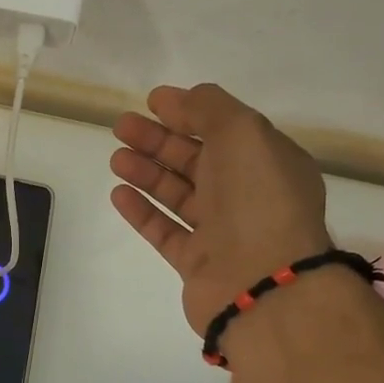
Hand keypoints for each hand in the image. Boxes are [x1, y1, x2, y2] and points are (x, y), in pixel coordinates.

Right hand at [110, 83, 330, 329]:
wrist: (261, 283)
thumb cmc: (257, 199)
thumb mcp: (242, 133)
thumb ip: (210, 108)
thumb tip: (182, 100)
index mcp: (268, 161)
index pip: (224, 129)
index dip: (188, 112)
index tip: (152, 101)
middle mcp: (247, 195)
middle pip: (197, 160)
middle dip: (159, 140)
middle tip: (121, 127)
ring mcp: (222, 232)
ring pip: (178, 194)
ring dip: (147, 173)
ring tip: (115, 158)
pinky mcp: (197, 263)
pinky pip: (165, 231)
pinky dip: (142, 211)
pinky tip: (118, 194)